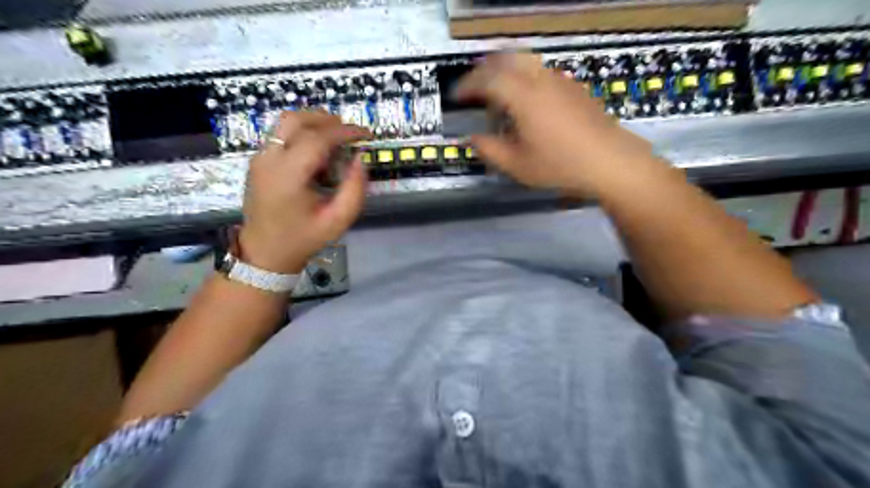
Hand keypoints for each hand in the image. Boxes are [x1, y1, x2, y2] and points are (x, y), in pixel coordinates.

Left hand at [237, 110, 369, 276]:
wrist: (265, 252)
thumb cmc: (304, 238)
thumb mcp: (338, 221)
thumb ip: (355, 190)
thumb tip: (360, 159)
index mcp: (288, 176)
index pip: (316, 138)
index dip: (344, 131)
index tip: (365, 135)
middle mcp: (269, 160)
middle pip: (295, 119)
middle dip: (326, 119)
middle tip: (349, 133)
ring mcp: (259, 158)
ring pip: (285, 122)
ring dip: (313, 123)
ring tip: (335, 138)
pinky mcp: (258, 161)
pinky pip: (280, 134)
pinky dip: (302, 133)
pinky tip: (318, 152)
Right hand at [459, 53, 667, 197]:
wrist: (609, 160)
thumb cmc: (560, 165)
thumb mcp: (517, 165)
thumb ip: (489, 149)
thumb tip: (472, 139)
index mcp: (523, 96)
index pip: (487, 79)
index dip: (467, 85)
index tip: (457, 97)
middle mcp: (540, 79)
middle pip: (506, 58)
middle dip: (484, 70)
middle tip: (474, 89)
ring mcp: (559, 80)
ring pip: (524, 62)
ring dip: (505, 73)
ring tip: (498, 97)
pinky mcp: (572, 87)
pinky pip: (540, 72)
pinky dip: (523, 79)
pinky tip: (525, 104)